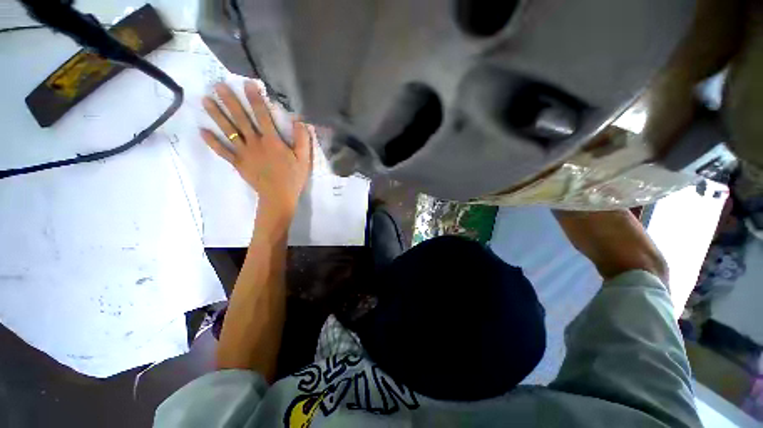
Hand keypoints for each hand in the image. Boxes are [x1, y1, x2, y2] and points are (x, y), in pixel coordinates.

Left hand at [200, 81, 311, 220]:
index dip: (256, 99)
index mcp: (272, 141)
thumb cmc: (293, 177)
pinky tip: (202, 131)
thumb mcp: (304, 159)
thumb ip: (302, 140)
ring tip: (205, 100)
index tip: (247, 84)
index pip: (263, 116)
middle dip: (230, 102)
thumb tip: (300, 121)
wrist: (279, 196)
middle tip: (218, 86)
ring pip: (228, 132)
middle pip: (241, 120)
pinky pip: (222, 151)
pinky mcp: (238, 163)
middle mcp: (255, 143)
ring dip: (217, 115)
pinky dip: (212, 142)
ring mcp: (244, 153)